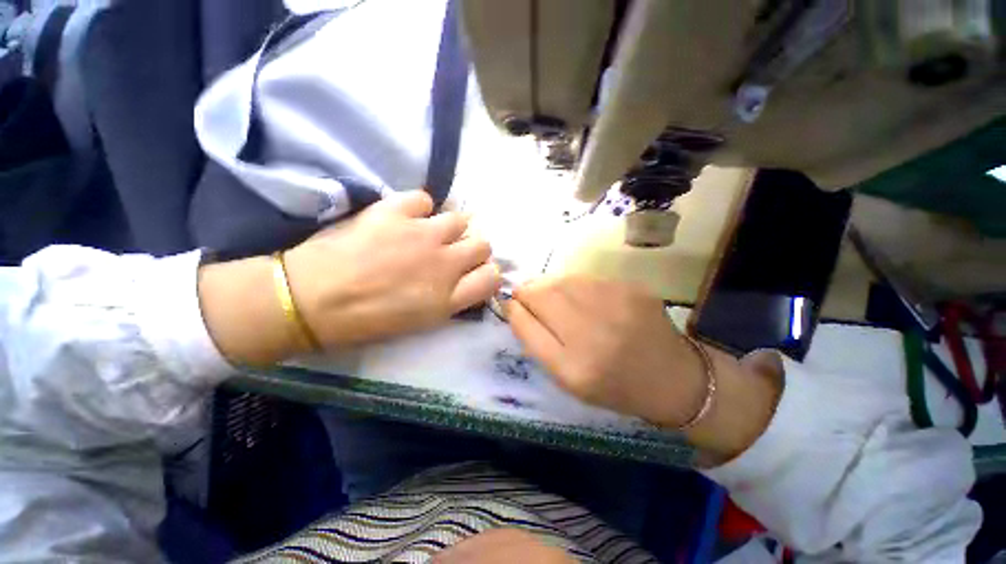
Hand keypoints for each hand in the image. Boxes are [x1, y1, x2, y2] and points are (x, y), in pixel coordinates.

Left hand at [199, 191, 499, 364]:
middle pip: (483, 245)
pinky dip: (419, 208)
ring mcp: (422, 235)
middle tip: (453, 253)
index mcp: (448, 298)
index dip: (488, 274)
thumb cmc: (364, 321)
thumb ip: (448, 300)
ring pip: (460, 219)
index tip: (476, 273)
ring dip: (450, 228)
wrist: (309, 299)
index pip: (492, 278)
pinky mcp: (395, 212)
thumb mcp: (418, 323)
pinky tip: (406, 217)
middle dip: (473, 249)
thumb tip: (461, 280)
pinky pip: (424, 199)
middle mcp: (444, 264)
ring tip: (429, 232)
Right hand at [505, 277, 782, 461]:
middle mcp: (594, 333)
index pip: (526, 321)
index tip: (511, 303)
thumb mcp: (567, 378)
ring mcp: (616, 305)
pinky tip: (580, 296)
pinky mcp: (632, 288)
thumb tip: (514, 305)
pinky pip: (586, 278)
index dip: (513, 307)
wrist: (674, 378)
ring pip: (561, 280)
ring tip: (553, 297)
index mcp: (574, 366)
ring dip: (549, 285)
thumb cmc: (613, 385)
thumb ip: (535, 341)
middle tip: (529, 297)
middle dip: (528, 291)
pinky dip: (573, 284)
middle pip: (541, 293)